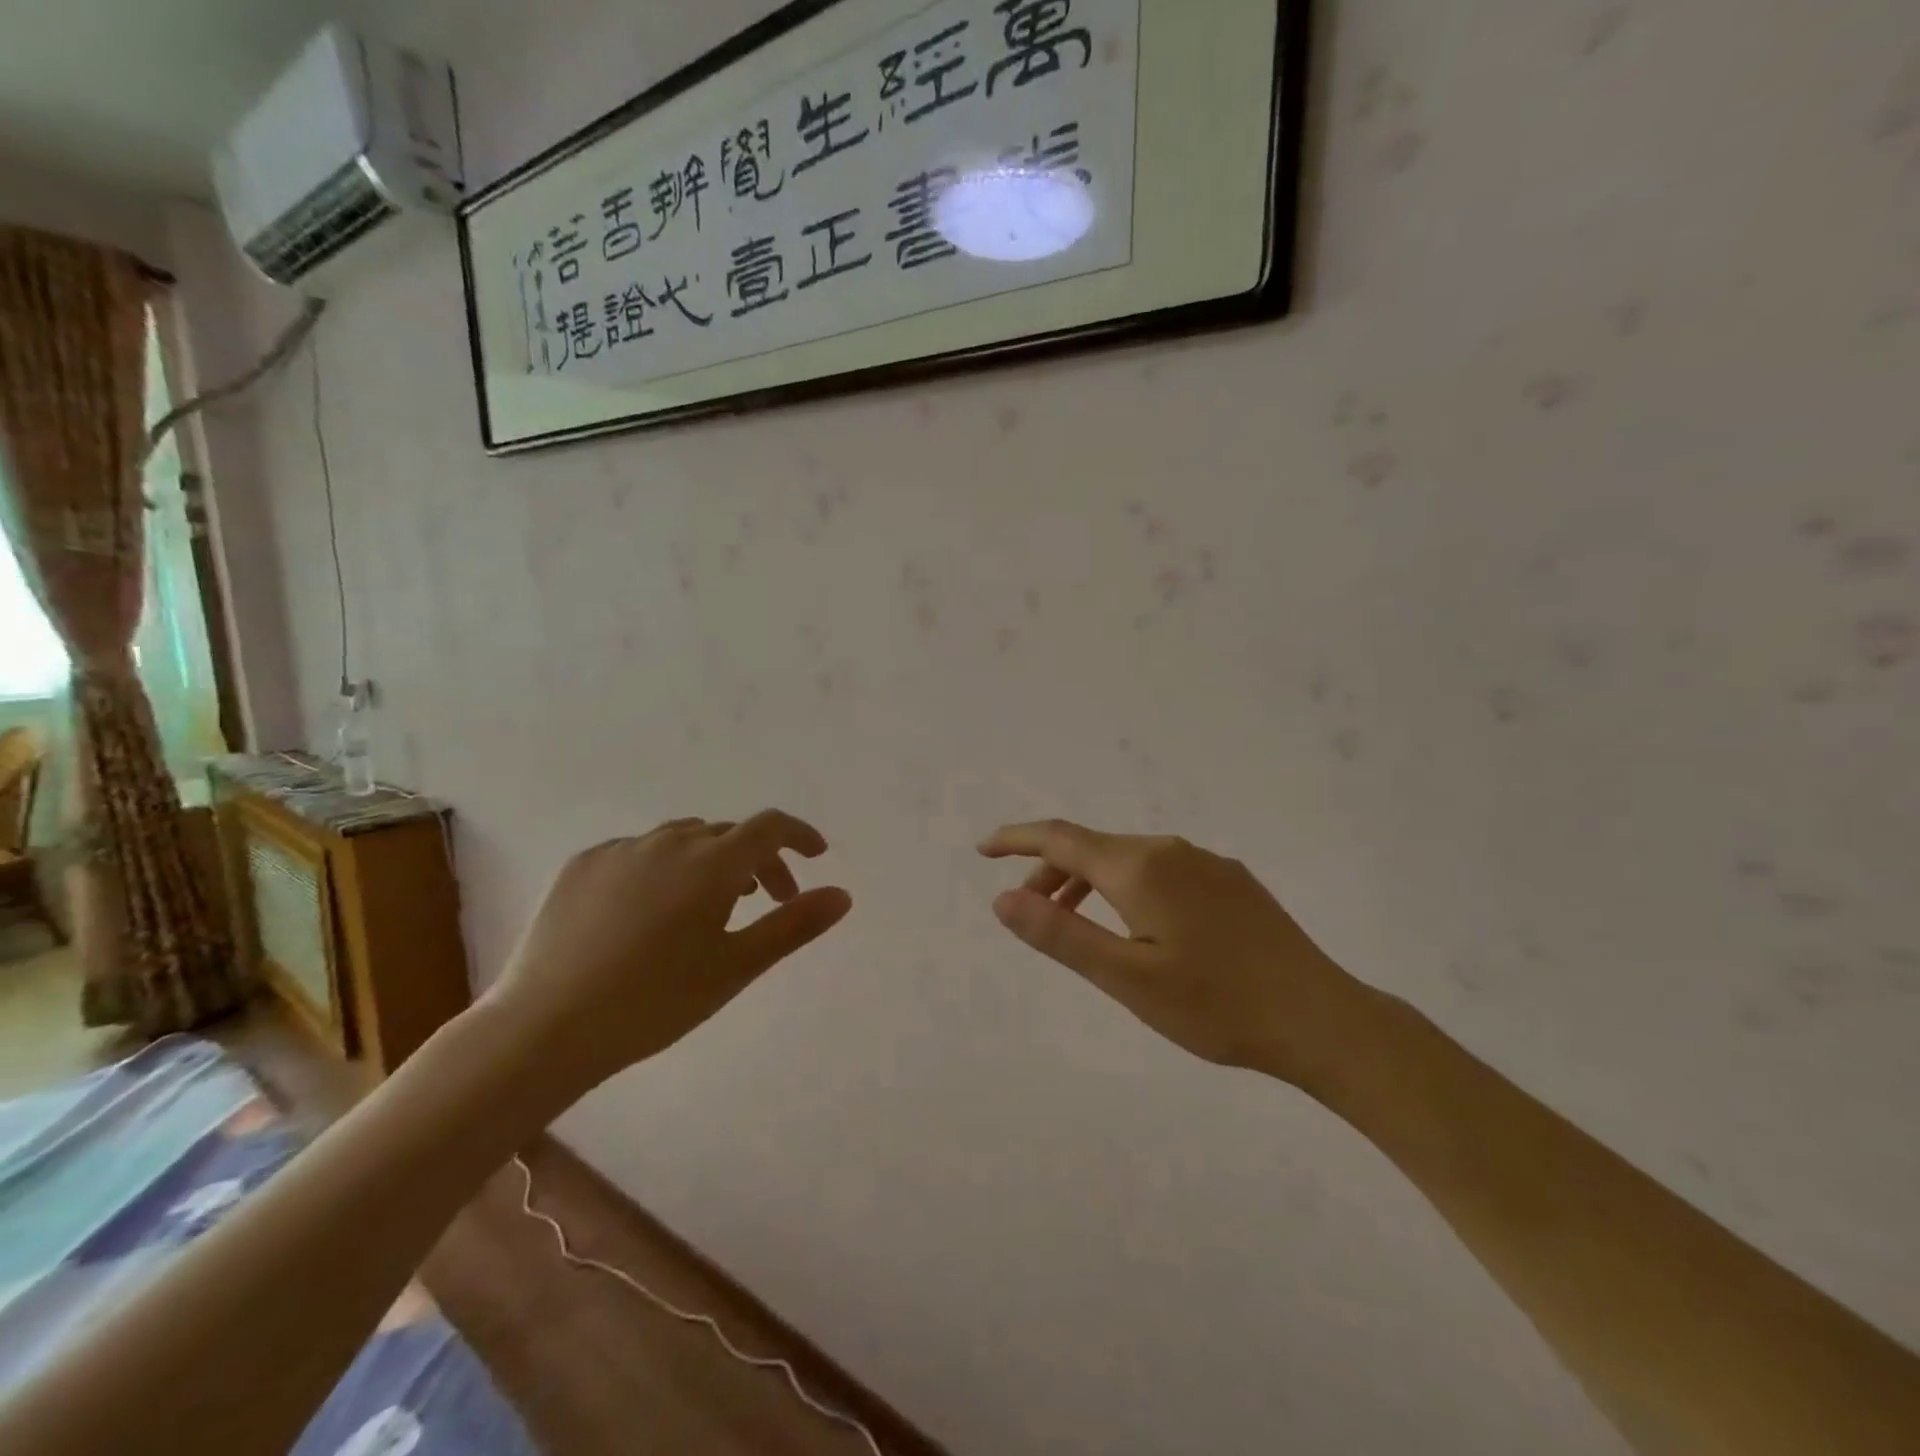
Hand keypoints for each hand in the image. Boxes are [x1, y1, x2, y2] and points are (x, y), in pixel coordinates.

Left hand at [485, 812, 851, 1086]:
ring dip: (710, 861)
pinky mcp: (583, 865)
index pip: (768, 827)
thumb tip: (843, 894)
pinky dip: (662, 868)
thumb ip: (793, 925)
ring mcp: (621, 850)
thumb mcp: (736, 967)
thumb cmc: (655, 1001)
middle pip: (728, 835)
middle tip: (766, 901)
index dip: (798, 835)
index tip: (816, 854)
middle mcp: (668, 842)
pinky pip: (639, 852)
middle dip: (757, 860)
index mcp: (711, 862)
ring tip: (710, 904)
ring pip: (683, 840)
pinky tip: (651, 910)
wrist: (546, 1028)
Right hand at [979, 820, 1375, 1088]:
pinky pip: (1161, 871)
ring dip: (1089, 883)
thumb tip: (1003, 898)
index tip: (985, 849)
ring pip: (1128, 860)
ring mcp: (1206, 862)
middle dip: (1051, 873)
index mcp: (1139, 868)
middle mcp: (1170, 850)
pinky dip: (1127, 888)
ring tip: (1078, 927)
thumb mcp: (1126, 978)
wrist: (1321, 1019)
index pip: (1061, 838)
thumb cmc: (1215, 1005)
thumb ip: (1060, 935)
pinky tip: (1140, 927)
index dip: (1018, 839)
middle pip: (1093, 849)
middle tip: (1030, 916)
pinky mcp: (1231, 882)